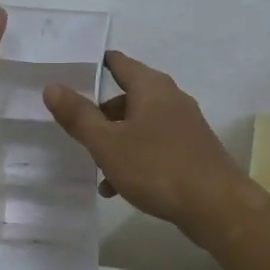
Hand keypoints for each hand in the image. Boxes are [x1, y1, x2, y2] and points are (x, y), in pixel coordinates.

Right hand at [43, 51, 247, 233]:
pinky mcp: (192, 149)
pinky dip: (135, 158)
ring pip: (140, 125)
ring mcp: (185, 124)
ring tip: (95, 169)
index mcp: (151, 87)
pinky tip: (119, 187)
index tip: (71, 73)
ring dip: (116, 142)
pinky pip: (155, 145)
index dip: (94, 66)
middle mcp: (171, 98)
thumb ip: (79, 116)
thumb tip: (52, 86)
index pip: (119, 63)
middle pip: (128, 96)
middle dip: (101, 114)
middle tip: (76, 129)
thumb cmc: (157, 167)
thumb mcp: (108, 143)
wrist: (216, 205)